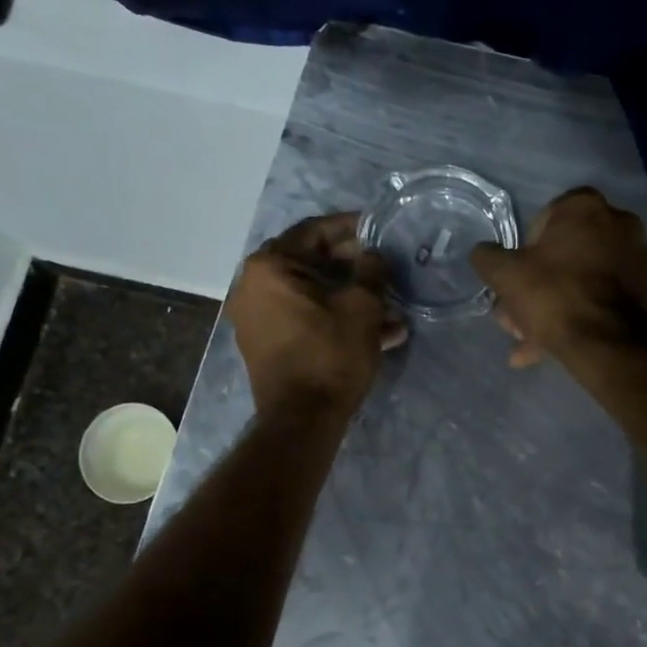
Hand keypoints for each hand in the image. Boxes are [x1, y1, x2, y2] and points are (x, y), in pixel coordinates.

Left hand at [228, 213, 407, 416]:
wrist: (302, 420)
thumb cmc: (330, 354)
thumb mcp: (361, 307)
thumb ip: (371, 271)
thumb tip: (374, 257)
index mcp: (269, 267)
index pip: (314, 231)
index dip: (351, 227)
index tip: (379, 227)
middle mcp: (254, 287)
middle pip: (313, 264)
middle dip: (355, 269)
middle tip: (388, 269)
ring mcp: (259, 318)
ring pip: (314, 296)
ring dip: (352, 299)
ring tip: (392, 309)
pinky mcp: (269, 345)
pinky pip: (307, 320)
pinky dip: (337, 321)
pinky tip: (380, 333)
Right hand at [469, 187, 646, 366]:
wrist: (607, 343)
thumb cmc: (553, 295)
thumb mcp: (505, 274)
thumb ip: (488, 257)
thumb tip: (483, 253)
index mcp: (586, 207)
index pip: (545, 218)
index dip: (525, 251)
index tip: (518, 278)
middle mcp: (620, 223)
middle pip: (566, 254)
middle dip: (538, 287)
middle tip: (518, 317)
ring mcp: (639, 259)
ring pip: (583, 282)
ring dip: (556, 308)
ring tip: (531, 344)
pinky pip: (603, 301)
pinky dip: (581, 318)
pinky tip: (556, 348)